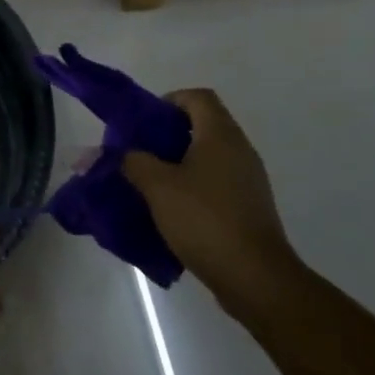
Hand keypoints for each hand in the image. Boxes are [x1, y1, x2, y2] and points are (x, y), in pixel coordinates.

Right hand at [123, 90, 302, 315]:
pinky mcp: (249, 206)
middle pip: (202, 125)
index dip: (169, 100)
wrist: (255, 277)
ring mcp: (248, 179)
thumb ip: (133, 162)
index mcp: (220, 135)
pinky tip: (172, 209)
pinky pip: (216, 182)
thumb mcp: (158, 187)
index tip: (145, 123)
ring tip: (150, 183)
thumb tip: (119, 154)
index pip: (197, 97)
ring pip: (208, 156)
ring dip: (178, 163)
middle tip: (139, 153)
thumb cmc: (204, 219)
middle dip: (167, 135)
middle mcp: (240, 150)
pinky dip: (193, 186)